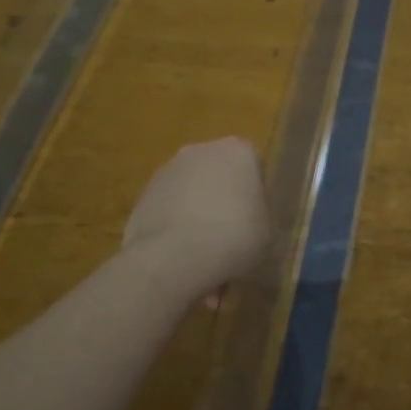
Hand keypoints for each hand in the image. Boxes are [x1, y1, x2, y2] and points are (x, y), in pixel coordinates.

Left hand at [122, 138, 270, 298]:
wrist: (174, 258)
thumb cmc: (235, 236)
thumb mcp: (269, 230)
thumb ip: (262, 214)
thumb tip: (252, 217)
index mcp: (238, 150)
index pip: (254, 167)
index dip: (256, 196)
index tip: (256, 221)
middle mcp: (201, 151)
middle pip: (219, 175)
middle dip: (223, 202)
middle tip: (230, 238)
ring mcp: (167, 172)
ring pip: (191, 193)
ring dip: (197, 216)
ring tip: (203, 256)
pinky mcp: (141, 197)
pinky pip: (168, 211)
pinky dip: (175, 229)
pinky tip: (180, 258)